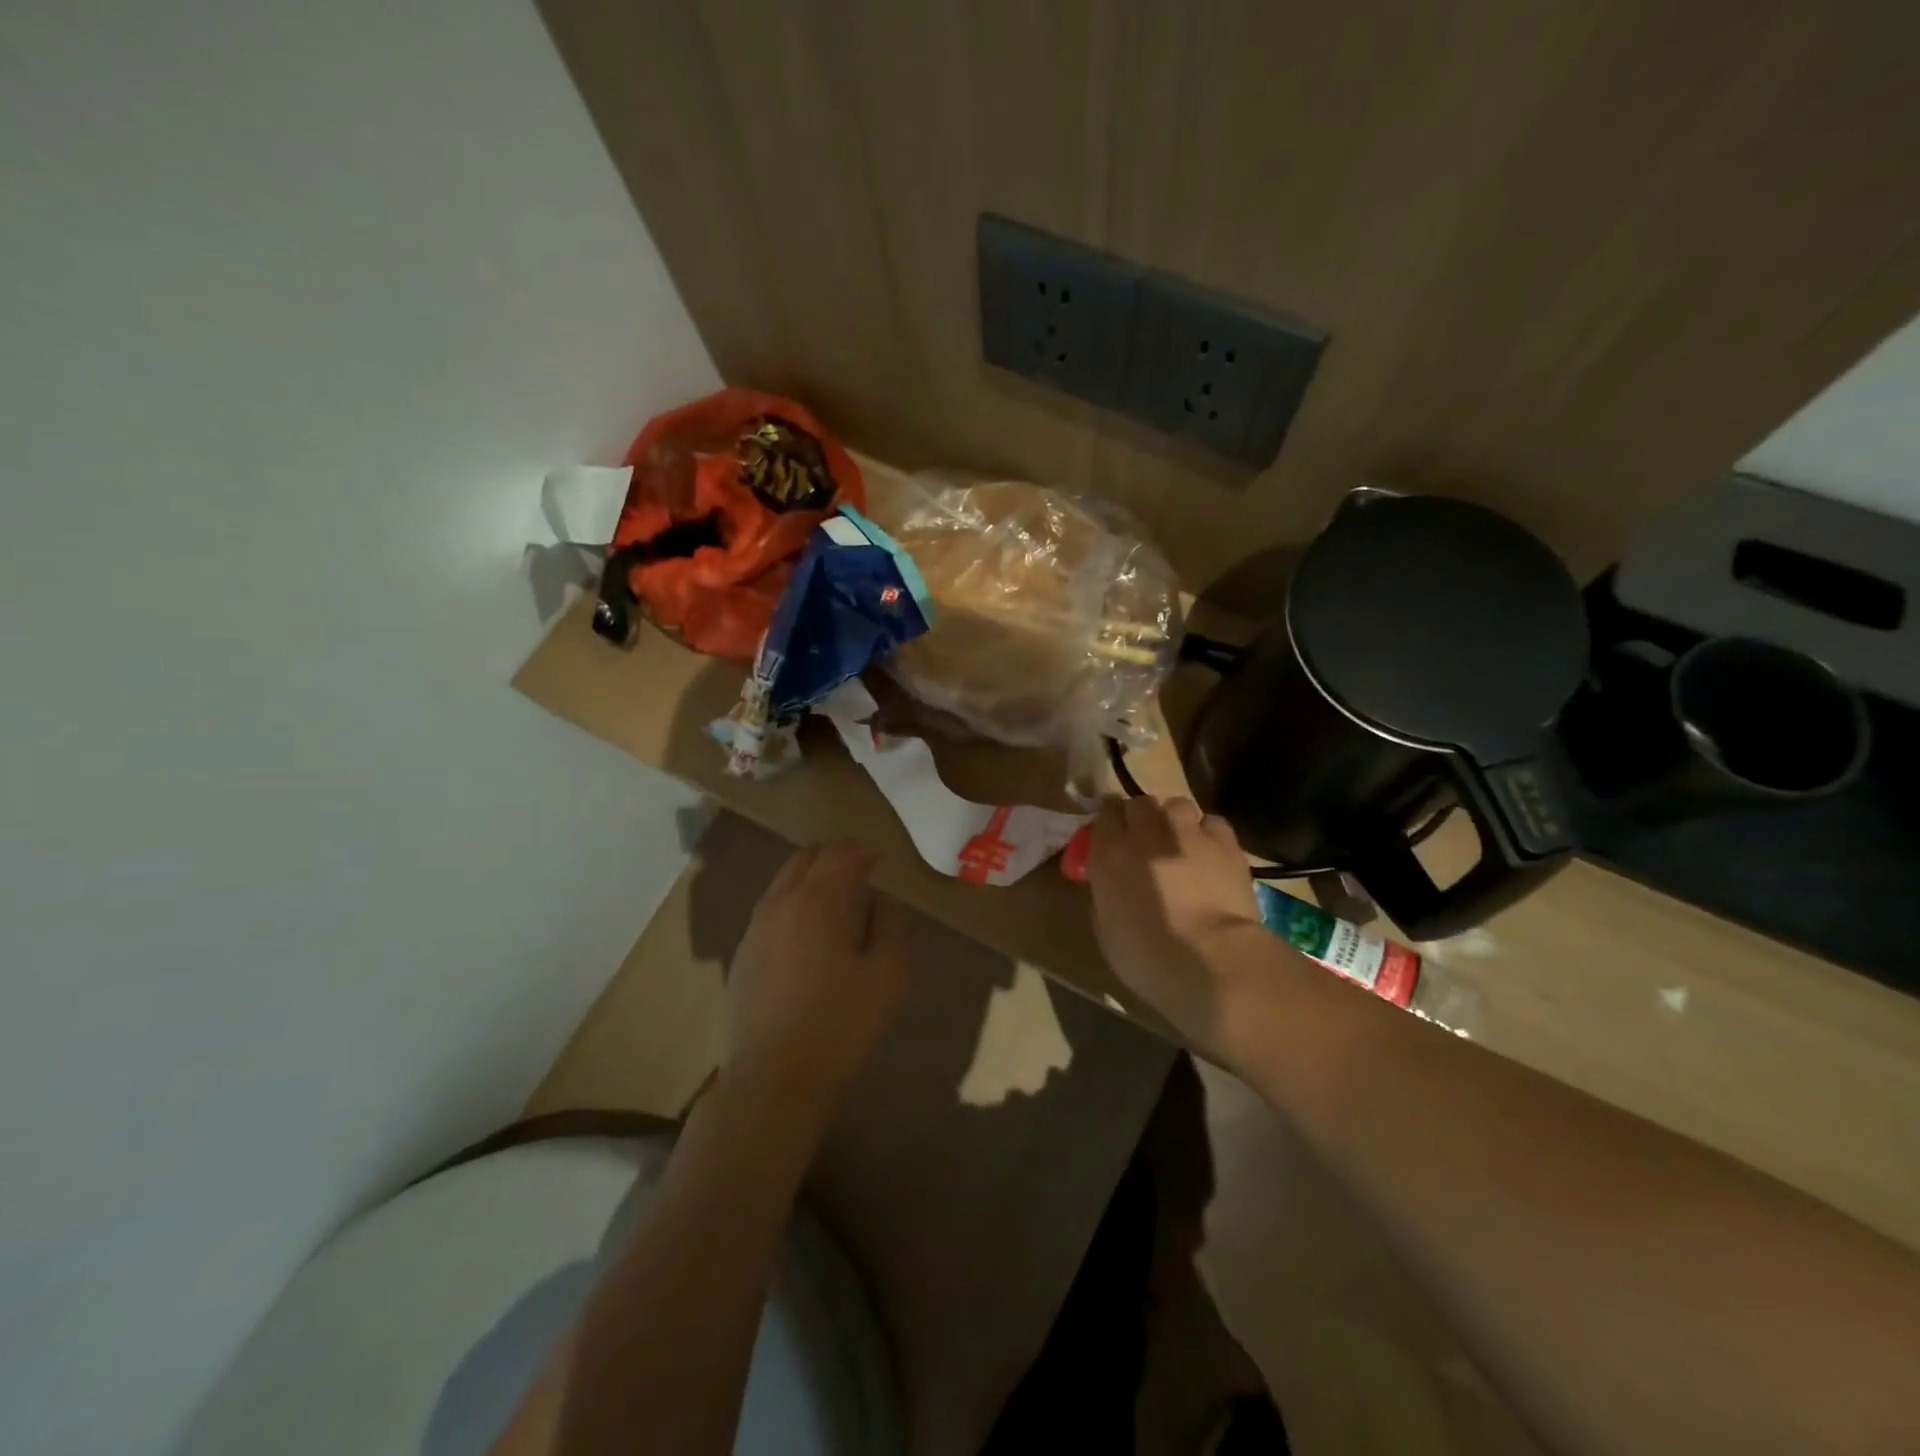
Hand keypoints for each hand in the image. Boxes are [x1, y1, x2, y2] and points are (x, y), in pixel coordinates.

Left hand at [723, 841, 909, 1127]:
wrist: (774, 1082)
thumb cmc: (841, 1027)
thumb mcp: (888, 975)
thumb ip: (890, 925)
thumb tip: (880, 900)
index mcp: (817, 901)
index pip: (839, 852)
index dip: (861, 852)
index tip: (879, 864)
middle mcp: (779, 903)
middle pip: (805, 858)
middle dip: (833, 859)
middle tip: (860, 879)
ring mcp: (754, 929)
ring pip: (782, 882)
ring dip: (810, 881)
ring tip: (836, 909)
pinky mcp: (741, 956)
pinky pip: (770, 910)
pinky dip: (792, 906)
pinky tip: (808, 940)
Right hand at [1086, 796, 1265, 1064]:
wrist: (1209, 960)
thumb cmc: (1147, 956)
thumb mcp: (1106, 928)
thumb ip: (1107, 893)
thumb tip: (1114, 884)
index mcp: (1109, 854)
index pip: (1104, 814)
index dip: (1110, 823)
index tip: (1113, 837)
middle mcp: (1145, 833)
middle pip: (1140, 803)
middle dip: (1142, 817)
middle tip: (1147, 842)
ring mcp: (1186, 833)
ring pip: (1177, 805)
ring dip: (1175, 820)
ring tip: (1182, 843)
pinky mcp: (1224, 842)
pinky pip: (1212, 823)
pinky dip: (1209, 834)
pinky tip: (1212, 854)